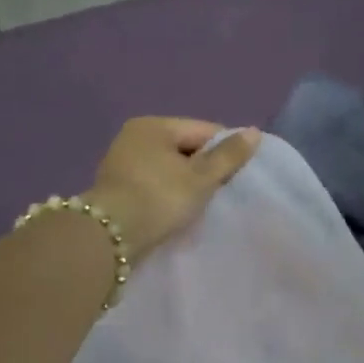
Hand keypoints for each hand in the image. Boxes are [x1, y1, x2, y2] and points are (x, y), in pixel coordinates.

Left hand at [84, 117, 261, 261]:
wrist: (110, 237)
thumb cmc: (160, 199)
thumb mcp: (201, 178)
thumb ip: (228, 155)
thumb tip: (253, 132)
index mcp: (154, 125)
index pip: (204, 130)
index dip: (226, 150)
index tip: (240, 174)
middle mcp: (134, 136)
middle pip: (185, 147)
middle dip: (205, 167)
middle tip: (221, 192)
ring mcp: (122, 161)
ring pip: (170, 166)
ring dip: (186, 182)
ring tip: (201, 203)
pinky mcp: (116, 186)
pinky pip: (154, 182)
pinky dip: (168, 192)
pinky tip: (177, 209)